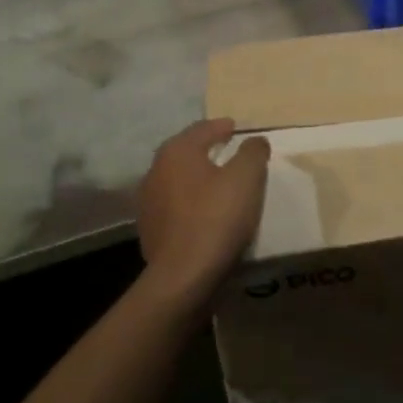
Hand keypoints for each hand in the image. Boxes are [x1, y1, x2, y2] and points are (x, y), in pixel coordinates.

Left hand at [137, 118, 270, 298]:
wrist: (184, 275)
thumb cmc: (217, 217)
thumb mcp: (247, 177)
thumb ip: (253, 152)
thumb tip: (254, 141)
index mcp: (177, 152)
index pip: (201, 129)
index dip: (221, 127)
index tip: (236, 128)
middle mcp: (155, 171)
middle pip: (185, 153)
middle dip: (206, 150)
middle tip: (229, 152)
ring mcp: (148, 203)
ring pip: (178, 180)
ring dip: (197, 178)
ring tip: (219, 184)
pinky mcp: (150, 230)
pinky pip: (175, 207)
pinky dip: (190, 203)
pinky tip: (205, 213)